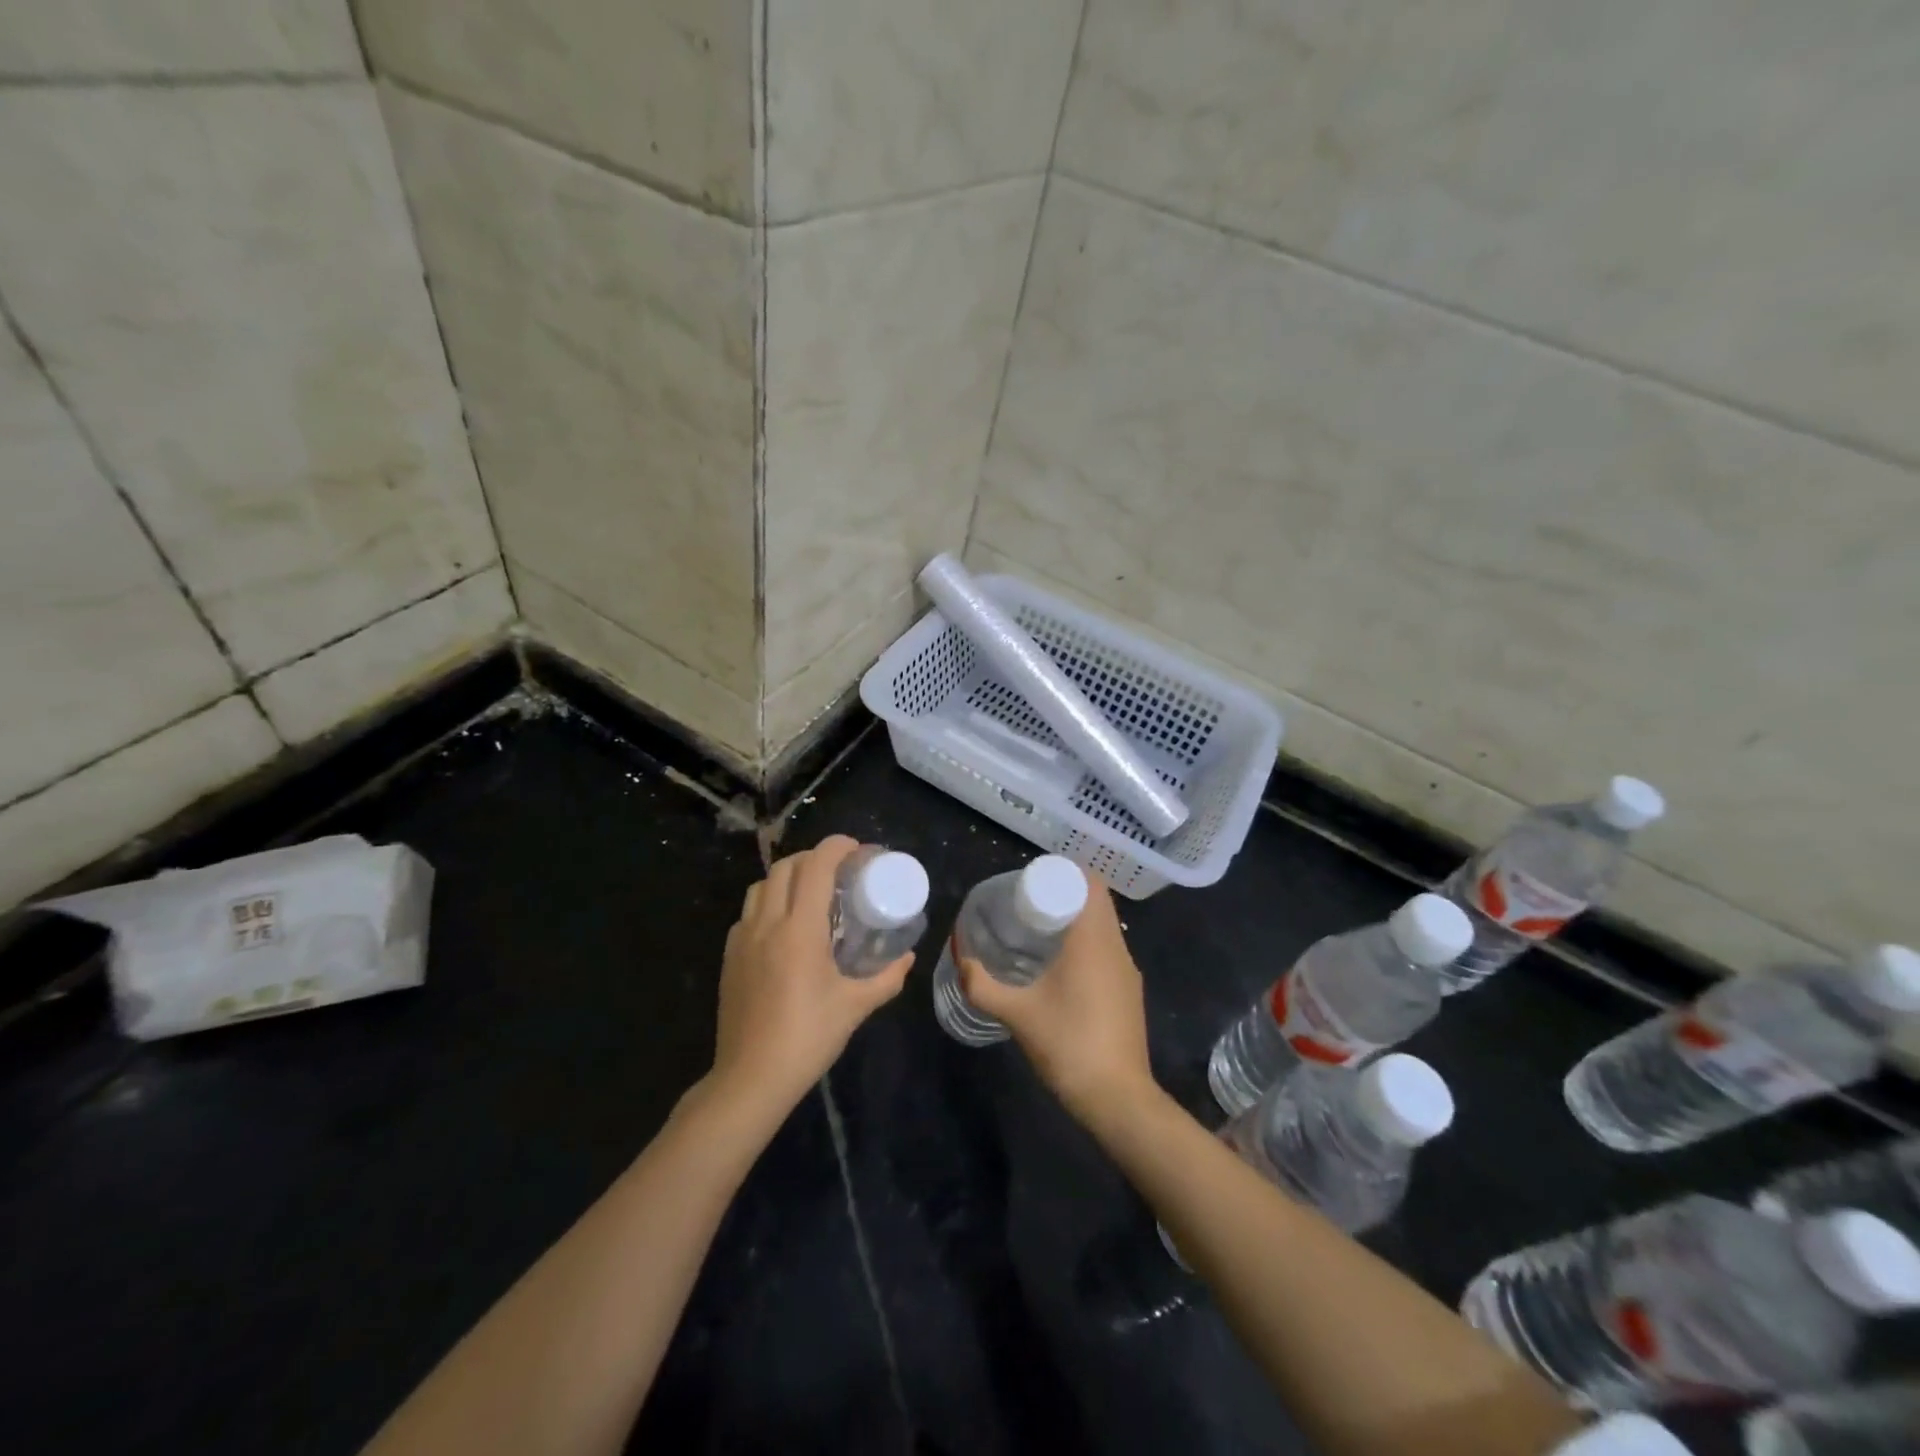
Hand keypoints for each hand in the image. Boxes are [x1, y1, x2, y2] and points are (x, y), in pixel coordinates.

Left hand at [707, 835, 912, 1123]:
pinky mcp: (729, 958)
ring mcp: (742, 939)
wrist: (751, 1078)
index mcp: (799, 929)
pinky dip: (768, 904)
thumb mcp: (855, 1007)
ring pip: (760, 886)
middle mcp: (767, 923)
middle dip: (813, 858)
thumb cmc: (808, 1038)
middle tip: (837, 871)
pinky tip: (783, 929)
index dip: (835, 847)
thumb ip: (886, 978)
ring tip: (809, 894)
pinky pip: (747, 913)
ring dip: (786, 877)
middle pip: (785, 867)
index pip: (815, 867)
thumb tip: (908, 958)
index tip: (856, 849)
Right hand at [957, 876, 1155, 1125]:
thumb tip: (959, 958)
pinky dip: (1087, 944)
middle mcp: (1117, 947)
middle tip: (1029, 902)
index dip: (1066, 872)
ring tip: (1041, 929)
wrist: (1118, 1099)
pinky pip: (1108, 951)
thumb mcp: (1017, 1014)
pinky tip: (1061, 966)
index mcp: (1094, 940)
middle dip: (1066, 894)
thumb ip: (983, 985)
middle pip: (1098, 902)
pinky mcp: (1130, 993)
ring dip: (1078, 920)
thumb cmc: (1068, 1044)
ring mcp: (1127, 971)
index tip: (1035, 879)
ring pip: (1105, 928)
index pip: (1091, 883)